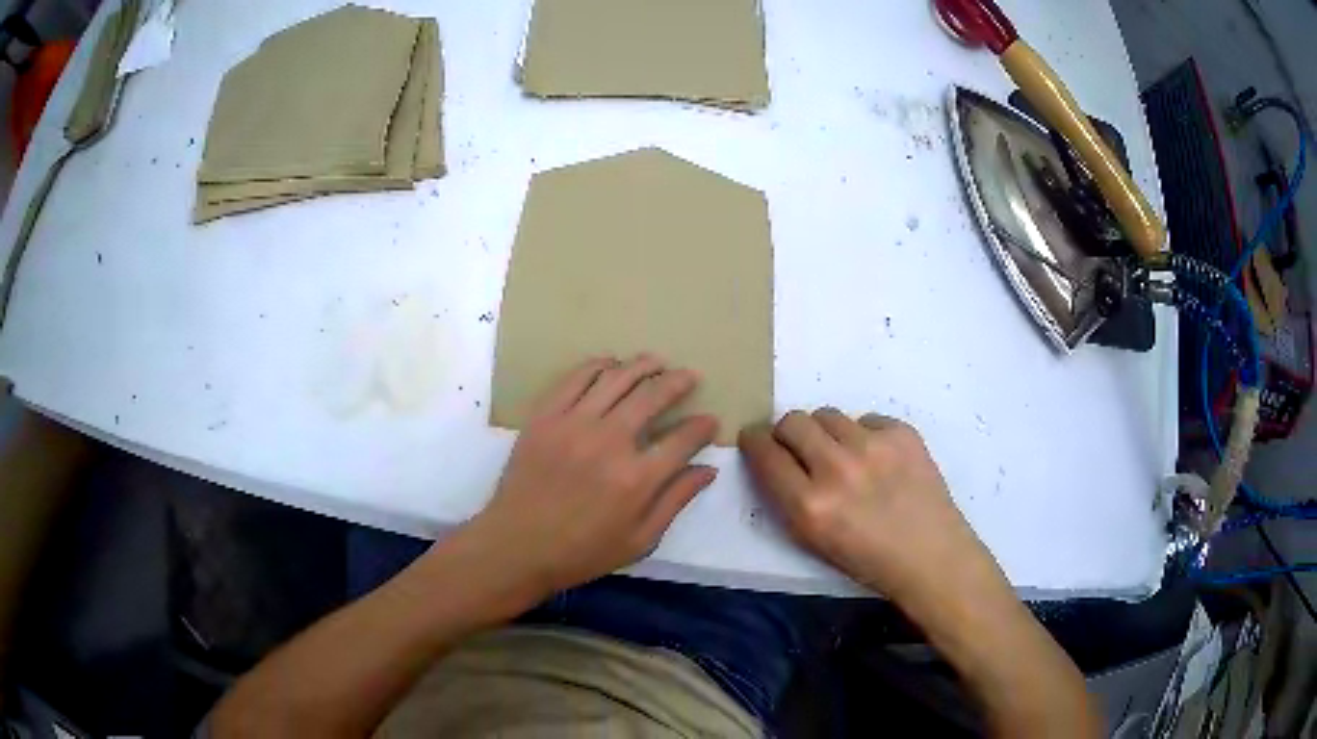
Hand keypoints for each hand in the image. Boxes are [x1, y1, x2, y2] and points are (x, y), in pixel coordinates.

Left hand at [470, 355, 718, 599]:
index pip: (683, 438)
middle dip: (678, 382)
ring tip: (657, 362)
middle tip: (690, 376)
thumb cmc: (582, 552)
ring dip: (642, 365)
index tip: (710, 421)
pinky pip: (576, 378)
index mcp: (637, 478)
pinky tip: (611, 364)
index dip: (703, 426)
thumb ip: (676, 501)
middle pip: (653, 396)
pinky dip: (598, 365)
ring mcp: (574, 424)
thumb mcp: (640, 540)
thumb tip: (708, 469)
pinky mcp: (545, 416)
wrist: (517, 545)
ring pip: (616, 378)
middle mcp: (609, 442)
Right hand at [739, 409, 995, 606]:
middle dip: (788, 433)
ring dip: (826, 432)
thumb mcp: (813, 541)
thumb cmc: (868, 560)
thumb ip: (787, 498)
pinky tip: (878, 460)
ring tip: (844, 455)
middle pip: (793, 421)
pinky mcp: (902, 433)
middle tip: (800, 448)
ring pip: (828, 414)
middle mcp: (837, 469)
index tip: (757, 441)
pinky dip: (864, 435)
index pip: (764, 452)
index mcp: (809, 505)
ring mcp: (872, 446)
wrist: (931, 556)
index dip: (755, 441)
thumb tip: (775, 458)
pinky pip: (866, 419)